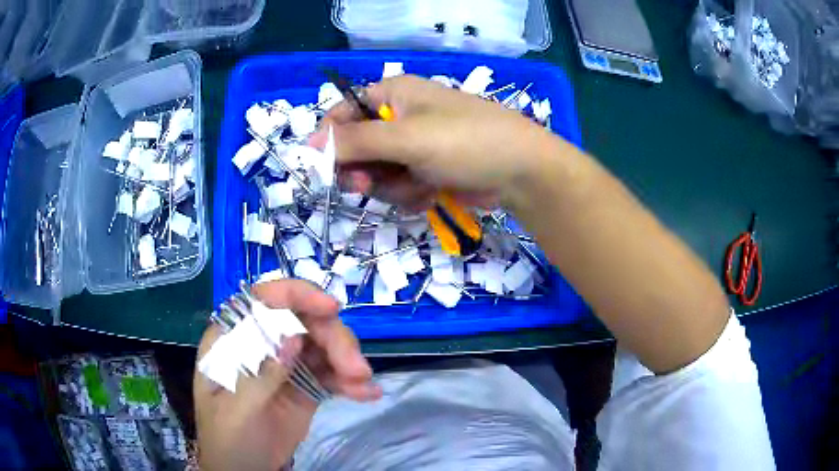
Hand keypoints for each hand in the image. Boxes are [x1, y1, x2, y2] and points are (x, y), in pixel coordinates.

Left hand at [193, 280, 381, 470]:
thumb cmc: (228, 439)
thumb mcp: (237, 410)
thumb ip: (261, 374)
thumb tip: (292, 335)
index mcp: (234, 340)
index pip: (263, 300)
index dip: (296, 295)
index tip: (330, 308)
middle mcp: (261, 344)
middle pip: (302, 320)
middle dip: (334, 338)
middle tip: (356, 369)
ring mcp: (285, 364)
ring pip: (322, 343)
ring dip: (347, 359)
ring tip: (362, 385)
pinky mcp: (305, 385)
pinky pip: (332, 372)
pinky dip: (350, 380)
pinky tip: (367, 394)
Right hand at [310, 75, 563, 211]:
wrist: (521, 172)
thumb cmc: (465, 142)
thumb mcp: (407, 138)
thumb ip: (356, 141)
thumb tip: (308, 143)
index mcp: (392, 95)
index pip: (343, 113)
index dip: (331, 140)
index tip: (326, 168)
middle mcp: (400, 117)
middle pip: (357, 148)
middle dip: (364, 170)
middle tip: (367, 185)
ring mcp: (414, 145)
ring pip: (377, 173)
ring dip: (392, 186)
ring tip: (419, 186)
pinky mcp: (426, 170)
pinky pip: (399, 186)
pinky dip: (410, 194)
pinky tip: (430, 194)